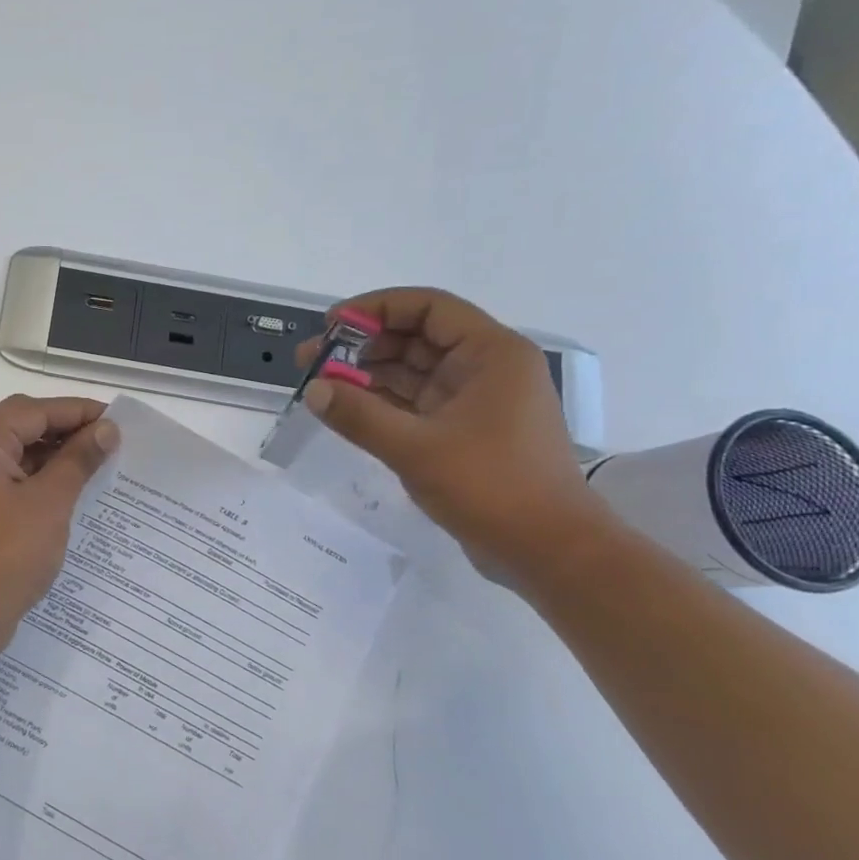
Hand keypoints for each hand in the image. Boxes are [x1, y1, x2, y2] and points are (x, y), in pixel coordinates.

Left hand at [0, 395, 120, 653]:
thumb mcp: (49, 503)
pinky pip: (10, 479)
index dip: (78, 411)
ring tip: (100, 466)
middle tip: (111, 442)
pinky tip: (73, 491)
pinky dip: (39, 479)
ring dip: (55, 456)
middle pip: (23, 426)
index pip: (34, 410)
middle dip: (67, 431)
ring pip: (17, 453)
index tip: (118, 421)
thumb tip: (106, 429)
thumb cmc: (5, 556)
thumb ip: (78, 460)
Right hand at [298, 288, 610, 581]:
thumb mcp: (415, 448)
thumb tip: (313, 390)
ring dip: (366, 375)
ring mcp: (475, 401)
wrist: (548, 552)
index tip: (329, 325)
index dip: (375, 308)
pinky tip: (345, 409)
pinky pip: (415, 403)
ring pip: (412, 372)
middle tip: (311, 359)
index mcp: (491, 354)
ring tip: (318, 384)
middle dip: (361, 345)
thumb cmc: (491, 487)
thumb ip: (359, 415)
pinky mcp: (464, 432)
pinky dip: (381, 403)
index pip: (428, 308)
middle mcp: (486, 368)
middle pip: (416, 338)